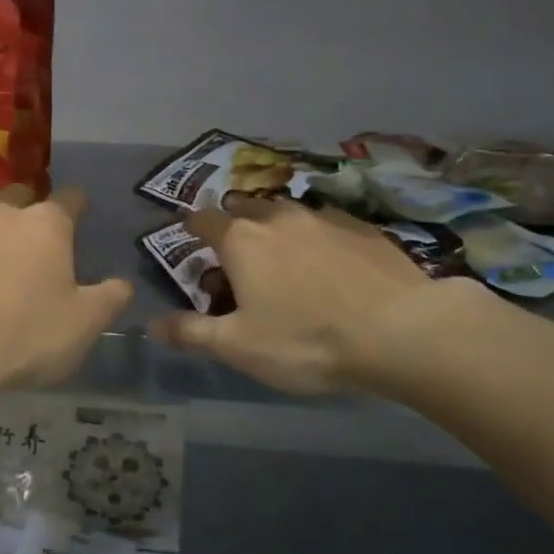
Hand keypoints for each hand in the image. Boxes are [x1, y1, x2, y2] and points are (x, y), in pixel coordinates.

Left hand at [0, 188, 133, 399]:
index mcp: (45, 223)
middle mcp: (1, 215)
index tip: (82, 215)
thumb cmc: (28, 334)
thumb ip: (110, 298)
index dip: (79, 206)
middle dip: (31, 213)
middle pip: (21, 199)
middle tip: (38, 245)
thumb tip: (123, 284)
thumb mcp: (85, 324)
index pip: (70, 198)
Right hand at [150, 199, 461, 394]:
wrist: (401, 329)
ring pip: (288, 214)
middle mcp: (278, 218)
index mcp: (241, 240)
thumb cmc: (306, 339)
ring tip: (284, 257)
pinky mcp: (363, 227)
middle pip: (245, 208)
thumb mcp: (239, 346)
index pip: (203, 220)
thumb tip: (152, 324)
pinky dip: (317, 238)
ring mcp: (324, 218)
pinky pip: (327, 225)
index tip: (186, 233)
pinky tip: (331, 263)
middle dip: (235, 223)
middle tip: (237, 251)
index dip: (190, 226)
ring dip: (278, 229)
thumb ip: (192, 332)